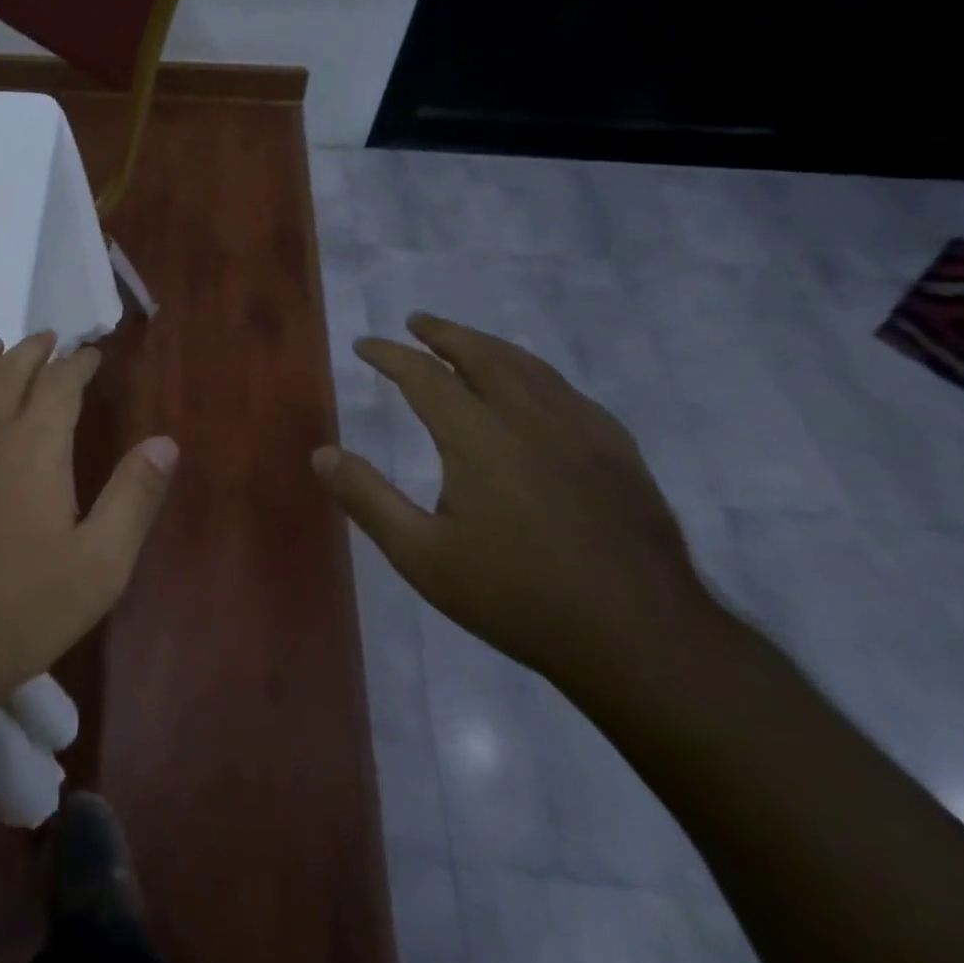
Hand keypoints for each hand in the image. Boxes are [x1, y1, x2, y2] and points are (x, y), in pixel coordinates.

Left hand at [0, 331, 178, 713]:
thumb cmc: (22, 609)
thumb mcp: (100, 564)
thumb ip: (134, 497)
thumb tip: (165, 442)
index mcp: (34, 448)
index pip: (60, 385)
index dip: (78, 363)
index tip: (91, 353)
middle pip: (8, 374)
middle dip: (31, 351)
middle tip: (47, 338)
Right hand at [313, 313, 712, 692]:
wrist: (642, 641)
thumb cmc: (518, 598)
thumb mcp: (422, 556)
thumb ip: (368, 499)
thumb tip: (321, 454)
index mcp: (478, 437)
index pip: (425, 376)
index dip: (389, 355)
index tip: (364, 344)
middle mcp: (530, 418)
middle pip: (481, 355)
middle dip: (443, 333)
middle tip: (416, 321)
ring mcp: (582, 431)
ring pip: (529, 367)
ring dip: (489, 346)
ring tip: (465, 343)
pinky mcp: (618, 453)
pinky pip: (568, 393)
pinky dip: (536, 375)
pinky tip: (535, 390)